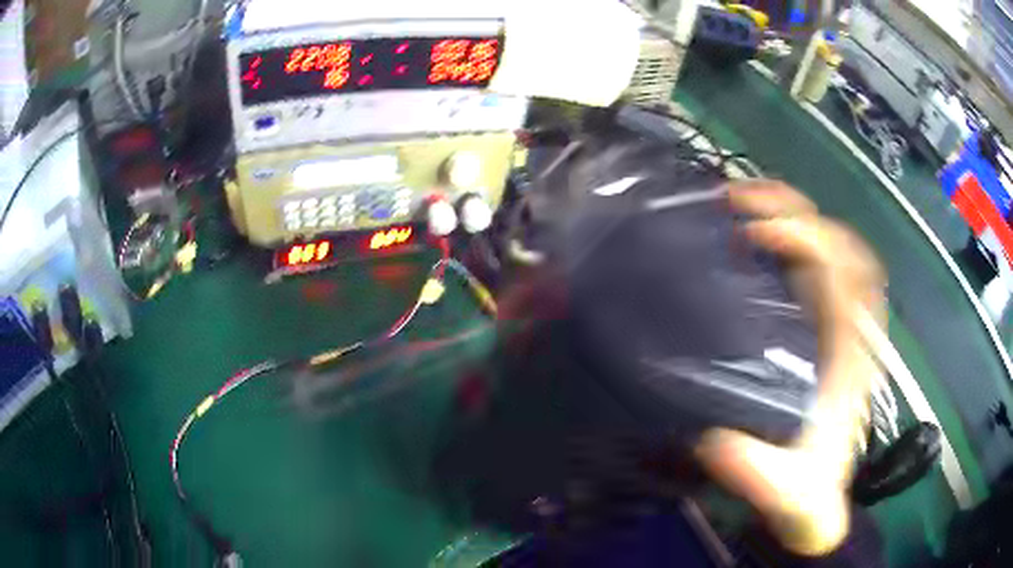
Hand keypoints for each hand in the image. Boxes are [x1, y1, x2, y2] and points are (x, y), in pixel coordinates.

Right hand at [695, 180, 886, 555]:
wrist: (816, 501)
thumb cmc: (807, 490)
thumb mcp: (785, 490)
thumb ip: (758, 473)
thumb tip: (717, 440)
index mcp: (851, 356)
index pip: (847, 274)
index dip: (809, 240)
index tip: (756, 233)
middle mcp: (850, 330)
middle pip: (843, 246)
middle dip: (796, 212)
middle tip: (740, 202)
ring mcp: (838, 327)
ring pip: (833, 251)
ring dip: (794, 217)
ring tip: (742, 206)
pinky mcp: (822, 332)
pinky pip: (818, 272)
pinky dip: (792, 243)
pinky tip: (754, 243)